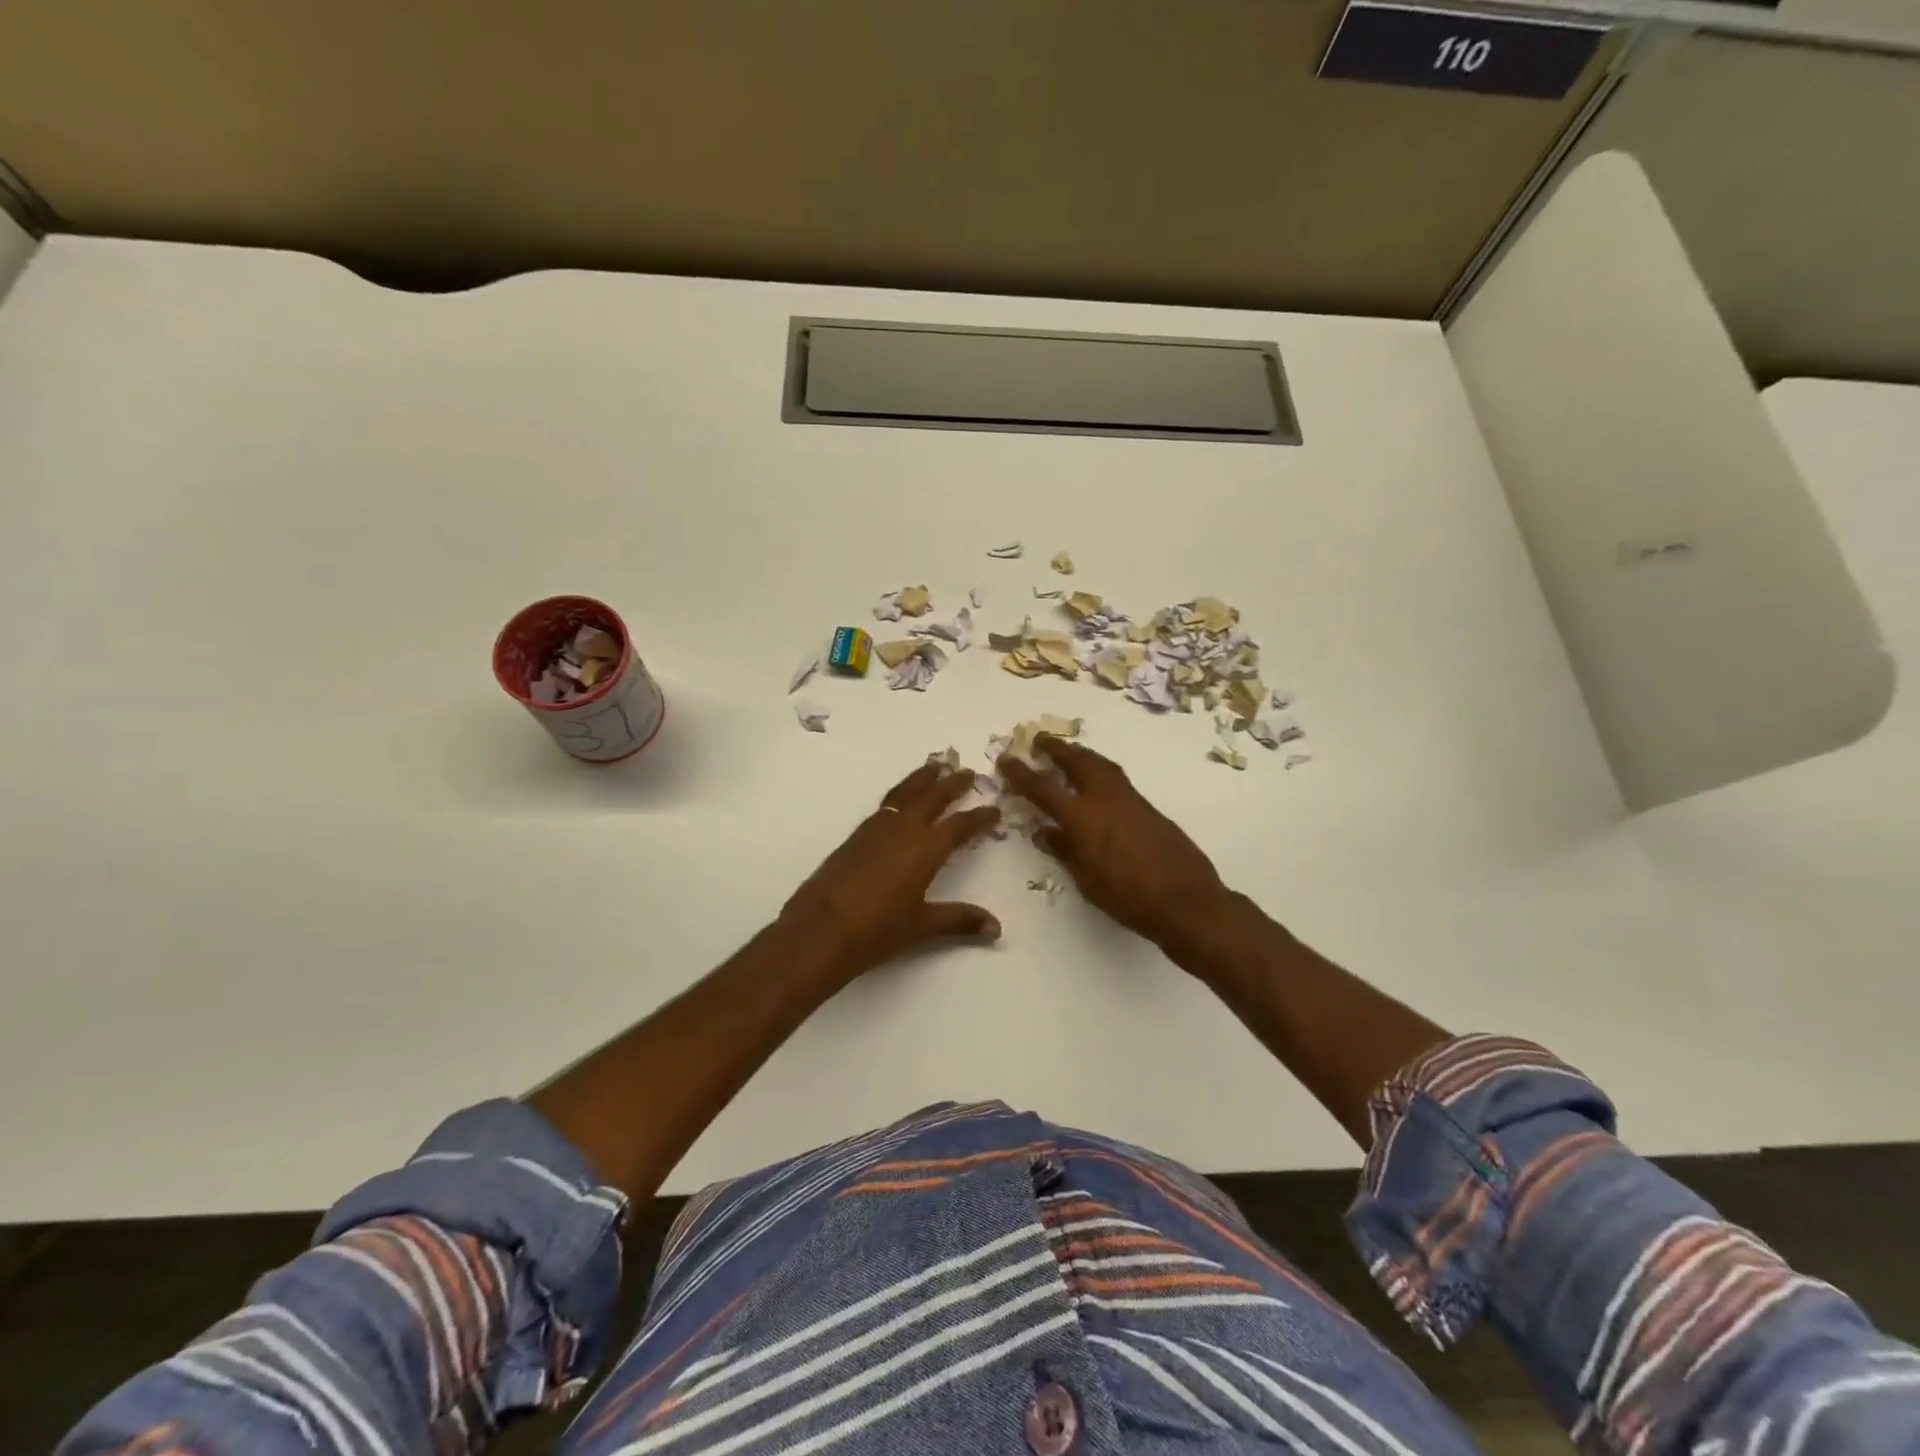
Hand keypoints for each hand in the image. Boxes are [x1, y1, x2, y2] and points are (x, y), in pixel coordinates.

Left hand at [778, 760, 1002, 980]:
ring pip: (905, 793)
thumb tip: (996, 928)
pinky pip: (886, 803)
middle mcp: (903, 830)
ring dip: (922, 779)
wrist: (821, 930)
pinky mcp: (856, 836)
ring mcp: (876, 829)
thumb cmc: (877, 929)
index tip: (995, 808)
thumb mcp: (922, 926)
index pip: (960, 826)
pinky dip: (901, 793)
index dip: (980, 817)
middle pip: (932, 797)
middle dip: (951, 783)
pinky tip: (901, 800)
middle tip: (966, 771)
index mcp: (925, 849)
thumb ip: (959, 920)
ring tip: (934, 766)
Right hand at [998, 736, 1229, 949]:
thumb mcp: (1087, 880)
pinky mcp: (1148, 808)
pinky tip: (1097, 781)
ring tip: (1068, 752)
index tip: (1006, 760)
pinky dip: (1100, 770)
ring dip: (1081, 754)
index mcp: (1083, 818)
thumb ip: (1064, 851)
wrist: (1186, 901)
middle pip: (1077, 762)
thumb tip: (1044, 832)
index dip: (1022, 773)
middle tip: (1040, 740)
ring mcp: (1130, 800)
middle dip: (1056, 749)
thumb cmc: (1128, 898)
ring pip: (1101, 765)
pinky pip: (1117, 778)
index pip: (1043, 789)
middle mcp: (1105, 799)